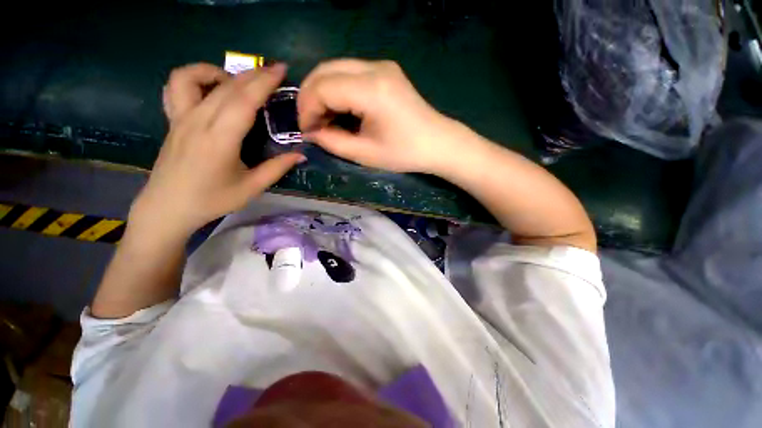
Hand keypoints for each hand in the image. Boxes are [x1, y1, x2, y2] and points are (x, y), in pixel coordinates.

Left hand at [130, 63, 304, 239]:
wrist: (168, 207)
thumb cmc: (212, 199)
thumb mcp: (252, 187)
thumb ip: (277, 168)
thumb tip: (300, 155)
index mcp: (219, 139)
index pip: (243, 101)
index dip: (263, 83)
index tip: (280, 70)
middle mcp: (198, 121)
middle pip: (226, 87)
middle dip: (253, 74)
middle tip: (273, 72)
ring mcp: (180, 118)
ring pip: (193, 77)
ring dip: (218, 71)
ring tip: (237, 82)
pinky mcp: (172, 120)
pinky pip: (176, 87)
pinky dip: (193, 78)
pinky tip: (209, 89)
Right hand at [298, 59, 461, 173]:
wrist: (438, 143)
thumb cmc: (405, 153)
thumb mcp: (366, 154)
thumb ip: (333, 142)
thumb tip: (311, 133)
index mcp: (371, 90)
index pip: (323, 88)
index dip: (308, 109)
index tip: (307, 131)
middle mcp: (375, 68)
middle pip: (325, 70)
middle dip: (310, 96)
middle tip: (310, 122)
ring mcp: (382, 65)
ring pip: (335, 67)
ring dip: (322, 91)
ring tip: (323, 117)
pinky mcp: (386, 70)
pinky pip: (350, 72)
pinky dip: (337, 88)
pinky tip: (340, 107)